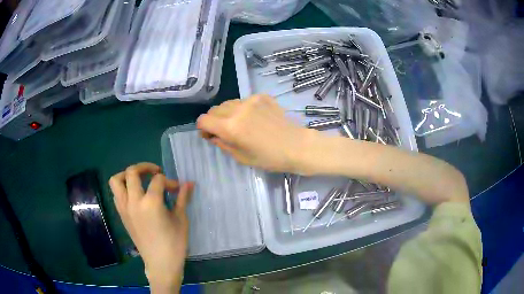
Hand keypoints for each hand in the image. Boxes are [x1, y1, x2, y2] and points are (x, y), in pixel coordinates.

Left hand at [109, 163, 193, 292]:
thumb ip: (182, 198)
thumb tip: (189, 183)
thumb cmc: (174, 244)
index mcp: (151, 203)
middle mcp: (133, 202)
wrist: (160, 264)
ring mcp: (124, 208)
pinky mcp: (121, 215)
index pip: (158, 180)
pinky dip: (123, 188)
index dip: (169, 181)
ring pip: (116, 181)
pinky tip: (135, 196)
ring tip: (139, 180)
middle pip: (132, 172)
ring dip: (127, 175)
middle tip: (155, 172)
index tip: (177, 189)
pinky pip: (117, 194)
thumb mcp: (181, 220)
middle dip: (144, 167)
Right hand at [197, 94, 318, 173]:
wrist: (296, 146)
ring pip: (229, 103)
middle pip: (214, 110)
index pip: (204, 120)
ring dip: (227, 113)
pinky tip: (255, 118)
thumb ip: (222, 143)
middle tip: (224, 131)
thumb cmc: (269, 158)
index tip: (210, 135)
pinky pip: (244, 100)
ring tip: (240, 124)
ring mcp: (251, 100)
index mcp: (231, 127)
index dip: (203, 128)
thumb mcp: (241, 157)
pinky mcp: (262, 96)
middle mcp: (238, 109)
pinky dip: (243, 109)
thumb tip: (212, 135)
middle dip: (214, 120)